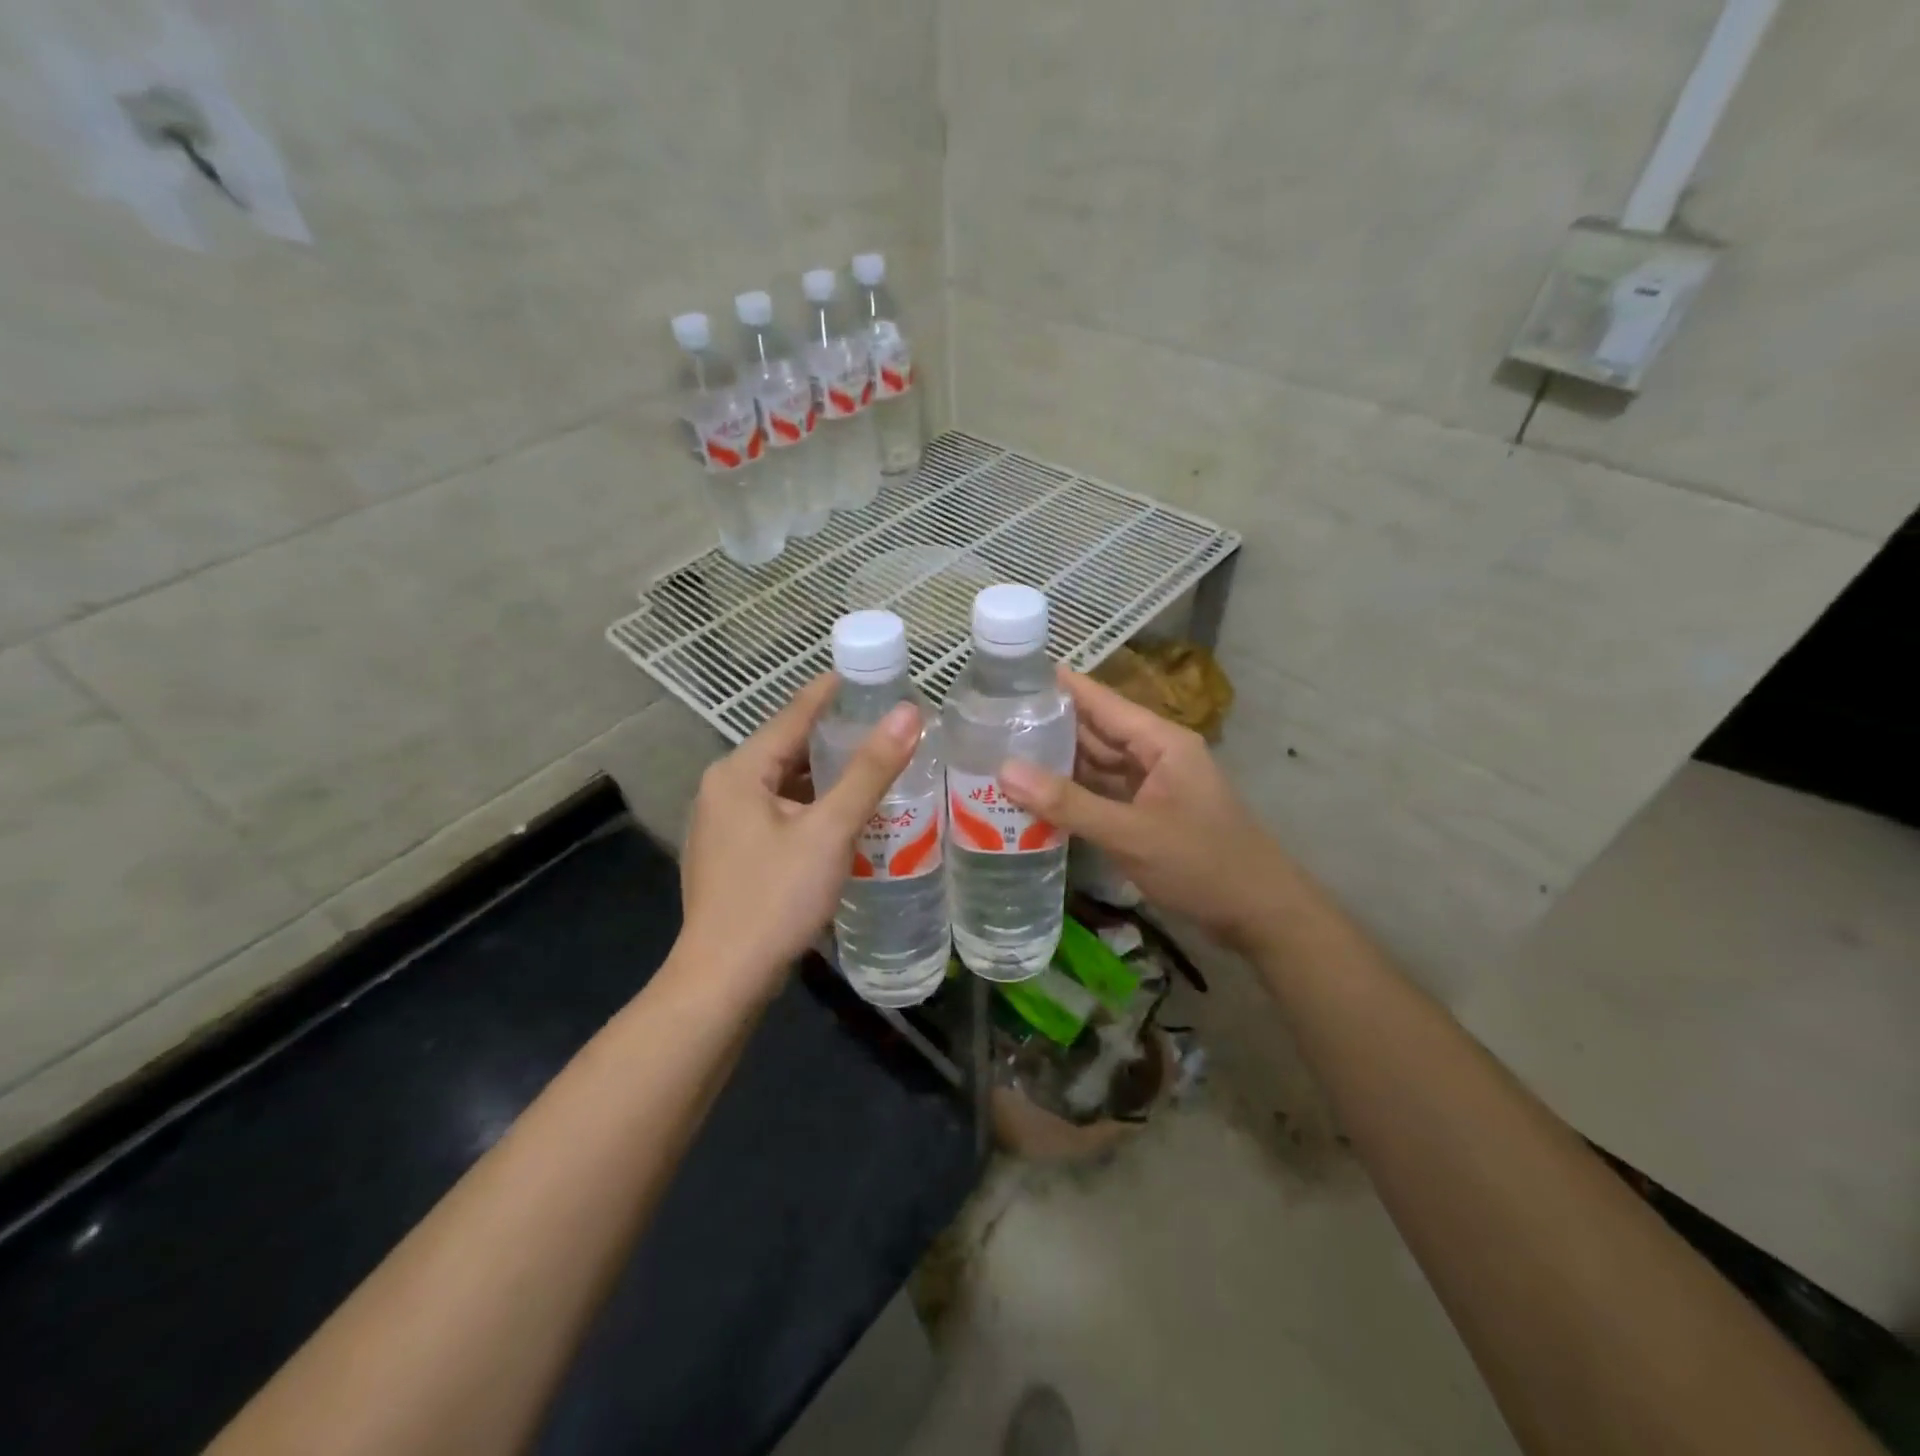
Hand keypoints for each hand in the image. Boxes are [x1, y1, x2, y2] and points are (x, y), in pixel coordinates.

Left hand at [679, 676, 920, 993]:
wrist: (724, 980)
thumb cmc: (775, 898)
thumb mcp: (829, 830)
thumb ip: (869, 771)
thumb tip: (908, 714)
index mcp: (738, 772)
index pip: (793, 715)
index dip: (833, 693)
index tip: (873, 675)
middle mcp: (724, 789)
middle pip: (786, 749)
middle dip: (835, 738)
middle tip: (886, 728)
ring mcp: (723, 824)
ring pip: (783, 785)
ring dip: (825, 777)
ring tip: (875, 768)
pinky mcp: (733, 855)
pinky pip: (778, 814)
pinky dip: (811, 808)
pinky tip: (844, 818)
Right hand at [999, 668, 1297, 951]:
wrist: (1259, 914)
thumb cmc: (1202, 864)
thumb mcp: (1131, 833)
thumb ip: (1069, 804)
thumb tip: (1004, 771)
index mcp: (1160, 741)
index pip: (1100, 700)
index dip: (1057, 686)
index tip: (1008, 677)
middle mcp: (1155, 754)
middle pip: (1094, 731)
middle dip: (1047, 727)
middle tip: (988, 723)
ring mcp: (1152, 785)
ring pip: (1096, 764)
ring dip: (1056, 763)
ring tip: (999, 755)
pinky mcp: (1147, 813)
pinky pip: (1102, 793)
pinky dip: (1073, 795)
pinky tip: (1035, 797)